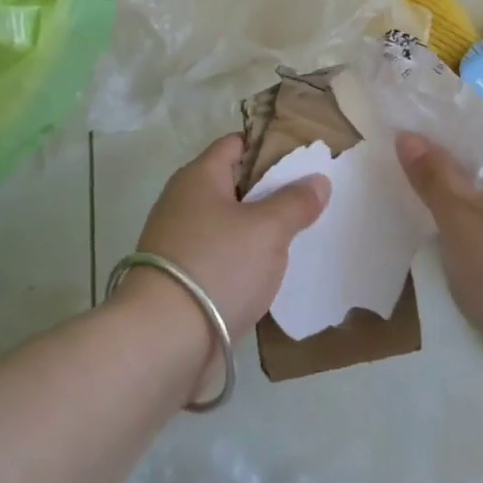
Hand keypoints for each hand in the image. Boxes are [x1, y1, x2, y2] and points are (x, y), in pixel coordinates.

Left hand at [129, 133, 329, 338]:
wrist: (165, 339)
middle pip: (234, 184)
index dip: (270, 146)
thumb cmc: (218, 266)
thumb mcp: (268, 229)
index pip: (236, 144)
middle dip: (271, 190)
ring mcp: (180, 241)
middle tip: (312, 198)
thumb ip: (296, 202)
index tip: (306, 158)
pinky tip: (271, 271)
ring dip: (259, 228)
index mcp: (199, 177)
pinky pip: (221, 255)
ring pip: (229, 223)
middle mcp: (184, 202)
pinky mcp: (182, 277)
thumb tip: (317, 180)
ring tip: (300, 234)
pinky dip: (245, 258)